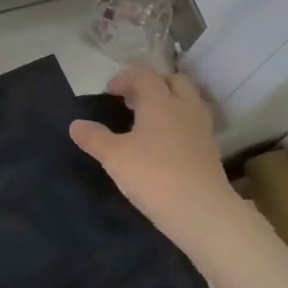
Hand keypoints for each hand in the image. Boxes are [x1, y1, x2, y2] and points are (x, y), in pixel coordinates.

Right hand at [69, 68, 254, 258]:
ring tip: (151, 120)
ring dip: (171, 102)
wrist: (201, 211)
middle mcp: (184, 108)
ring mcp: (202, 130)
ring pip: (189, 101)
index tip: (109, 92)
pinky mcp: (211, 151)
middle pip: (174, 81)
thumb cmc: (153, 175)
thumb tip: (75, 125)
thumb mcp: (114, 157)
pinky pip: (195, 125)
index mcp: (160, 102)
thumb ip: (94, 138)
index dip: (125, 78)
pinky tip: (166, 144)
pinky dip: (180, 124)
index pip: (144, 75)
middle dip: (154, 84)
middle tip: (134, 100)